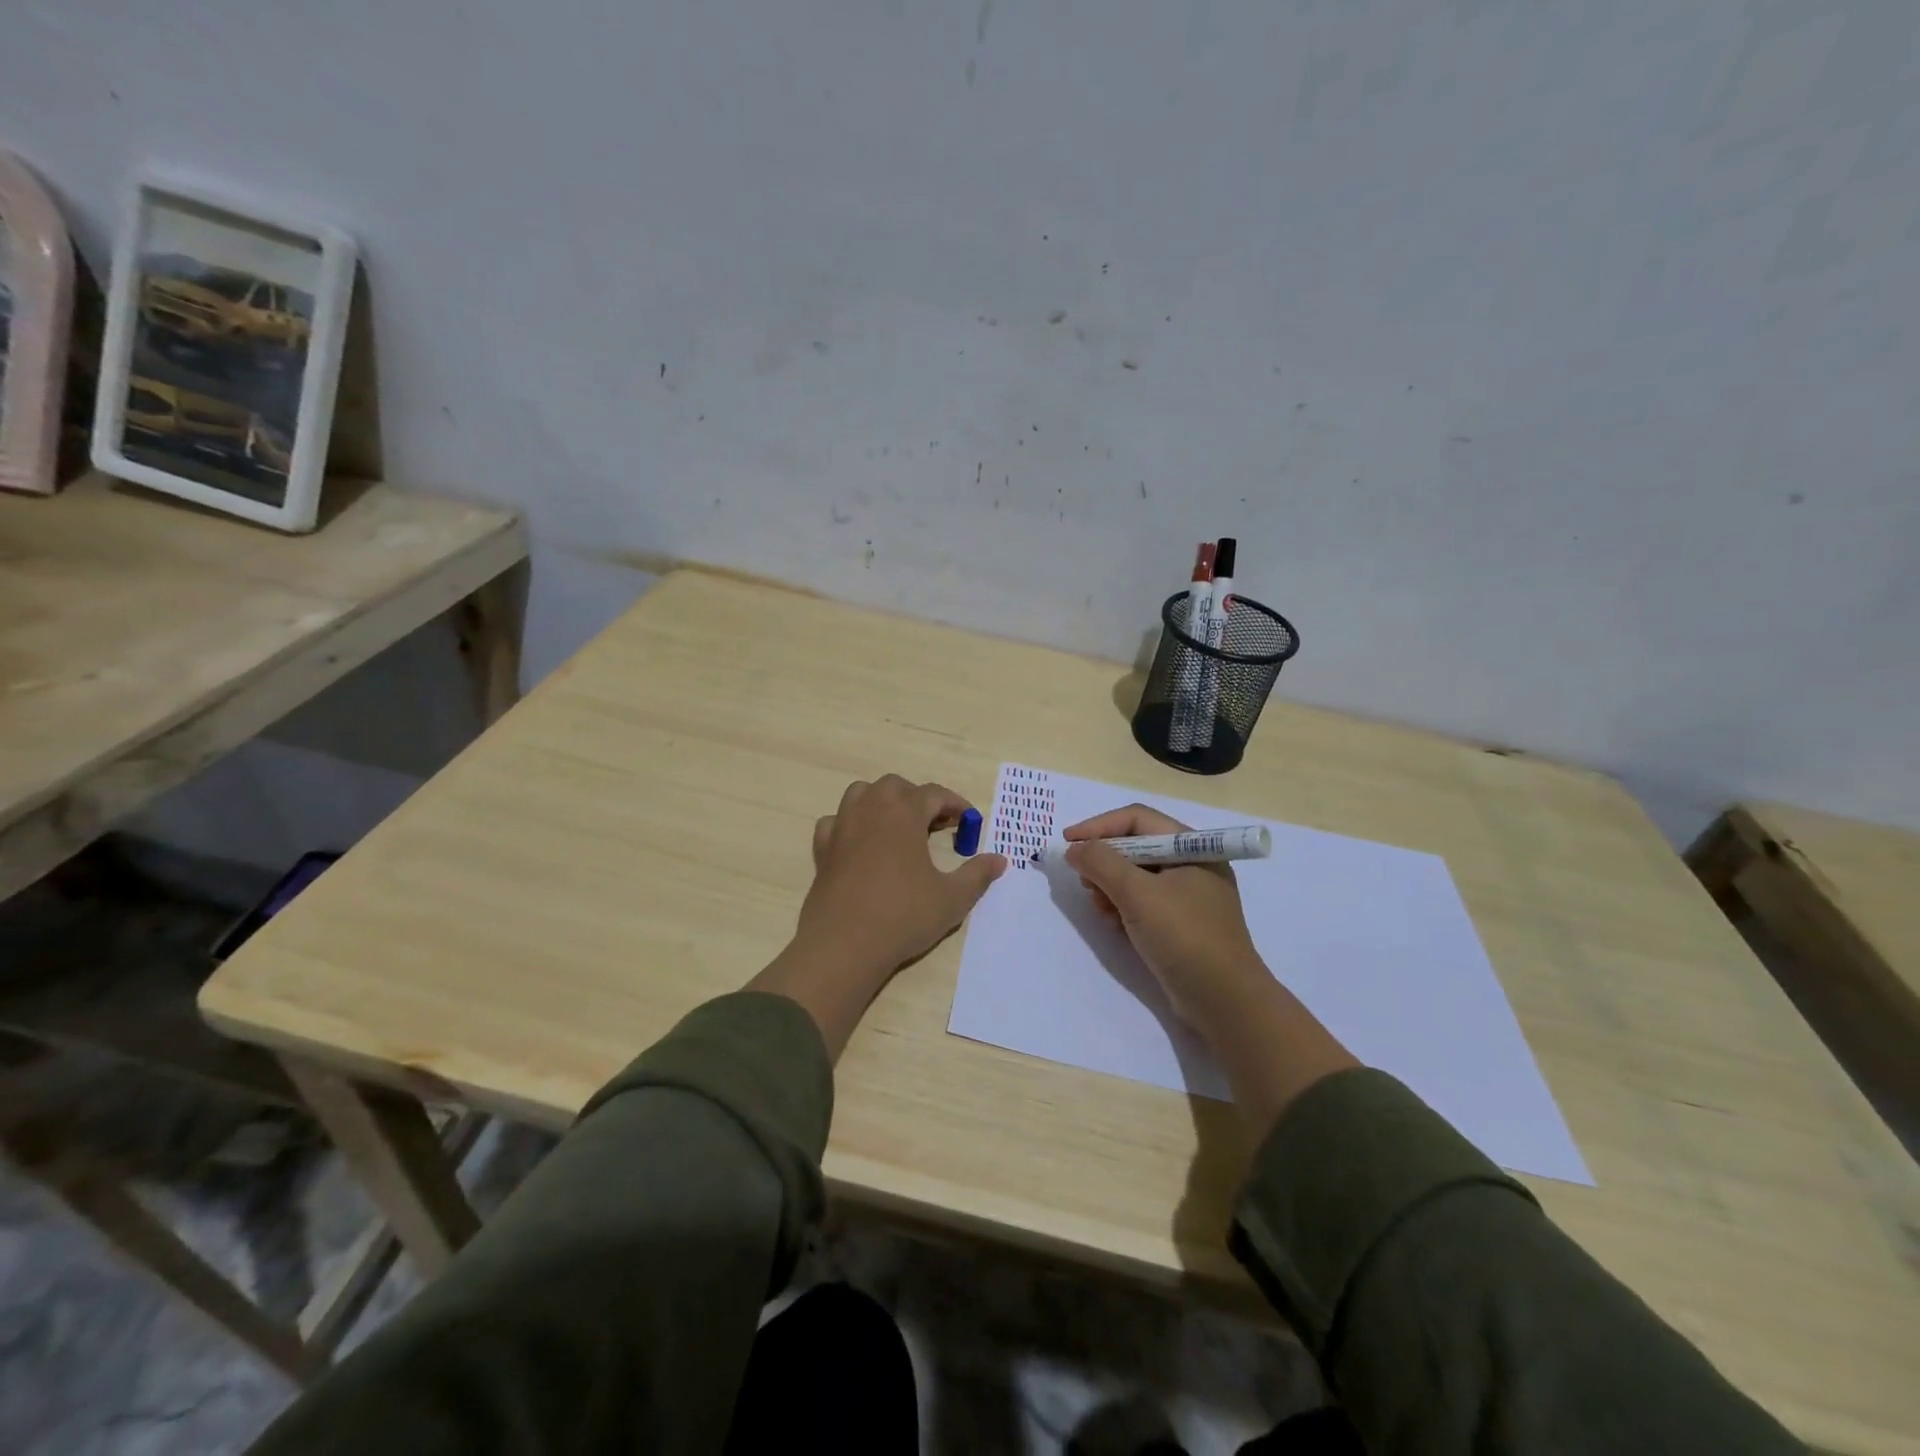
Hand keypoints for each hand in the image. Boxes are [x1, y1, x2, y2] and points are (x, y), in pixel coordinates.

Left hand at [795, 775, 1007, 974]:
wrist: (844, 945)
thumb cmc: (903, 916)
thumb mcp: (952, 899)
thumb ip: (977, 875)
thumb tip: (999, 860)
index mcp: (904, 812)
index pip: (935, 794)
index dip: (956, 805)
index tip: (969, 823)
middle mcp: (871, 809)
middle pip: (896, 786)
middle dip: (918, 799)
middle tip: (936, 825)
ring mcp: (842, 827)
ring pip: (861, 794)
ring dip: (882, 802)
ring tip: (898, 827)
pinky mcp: (822, 849)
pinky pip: (836, 821)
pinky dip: (850, 825)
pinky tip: (860, 845)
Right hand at [1064, 804, 1267, 1028]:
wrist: (1224, 1002)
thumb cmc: (1184, 937)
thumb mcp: (1137, 894)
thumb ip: (1101, 863)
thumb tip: (1075, 849)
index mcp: (1192, 847)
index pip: (1137, 819)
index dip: (1098, 826)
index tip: (1068, 842)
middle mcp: (1193, 865)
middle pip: (1135, 846)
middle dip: (1104, 862)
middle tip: (1084, 881)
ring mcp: (1189, 897)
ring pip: (1137, 876)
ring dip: (1111, 887)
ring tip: (1100, 908)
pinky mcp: (1182, 924)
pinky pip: (1144, 902)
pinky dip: (1124, 908)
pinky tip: (1115, 925)